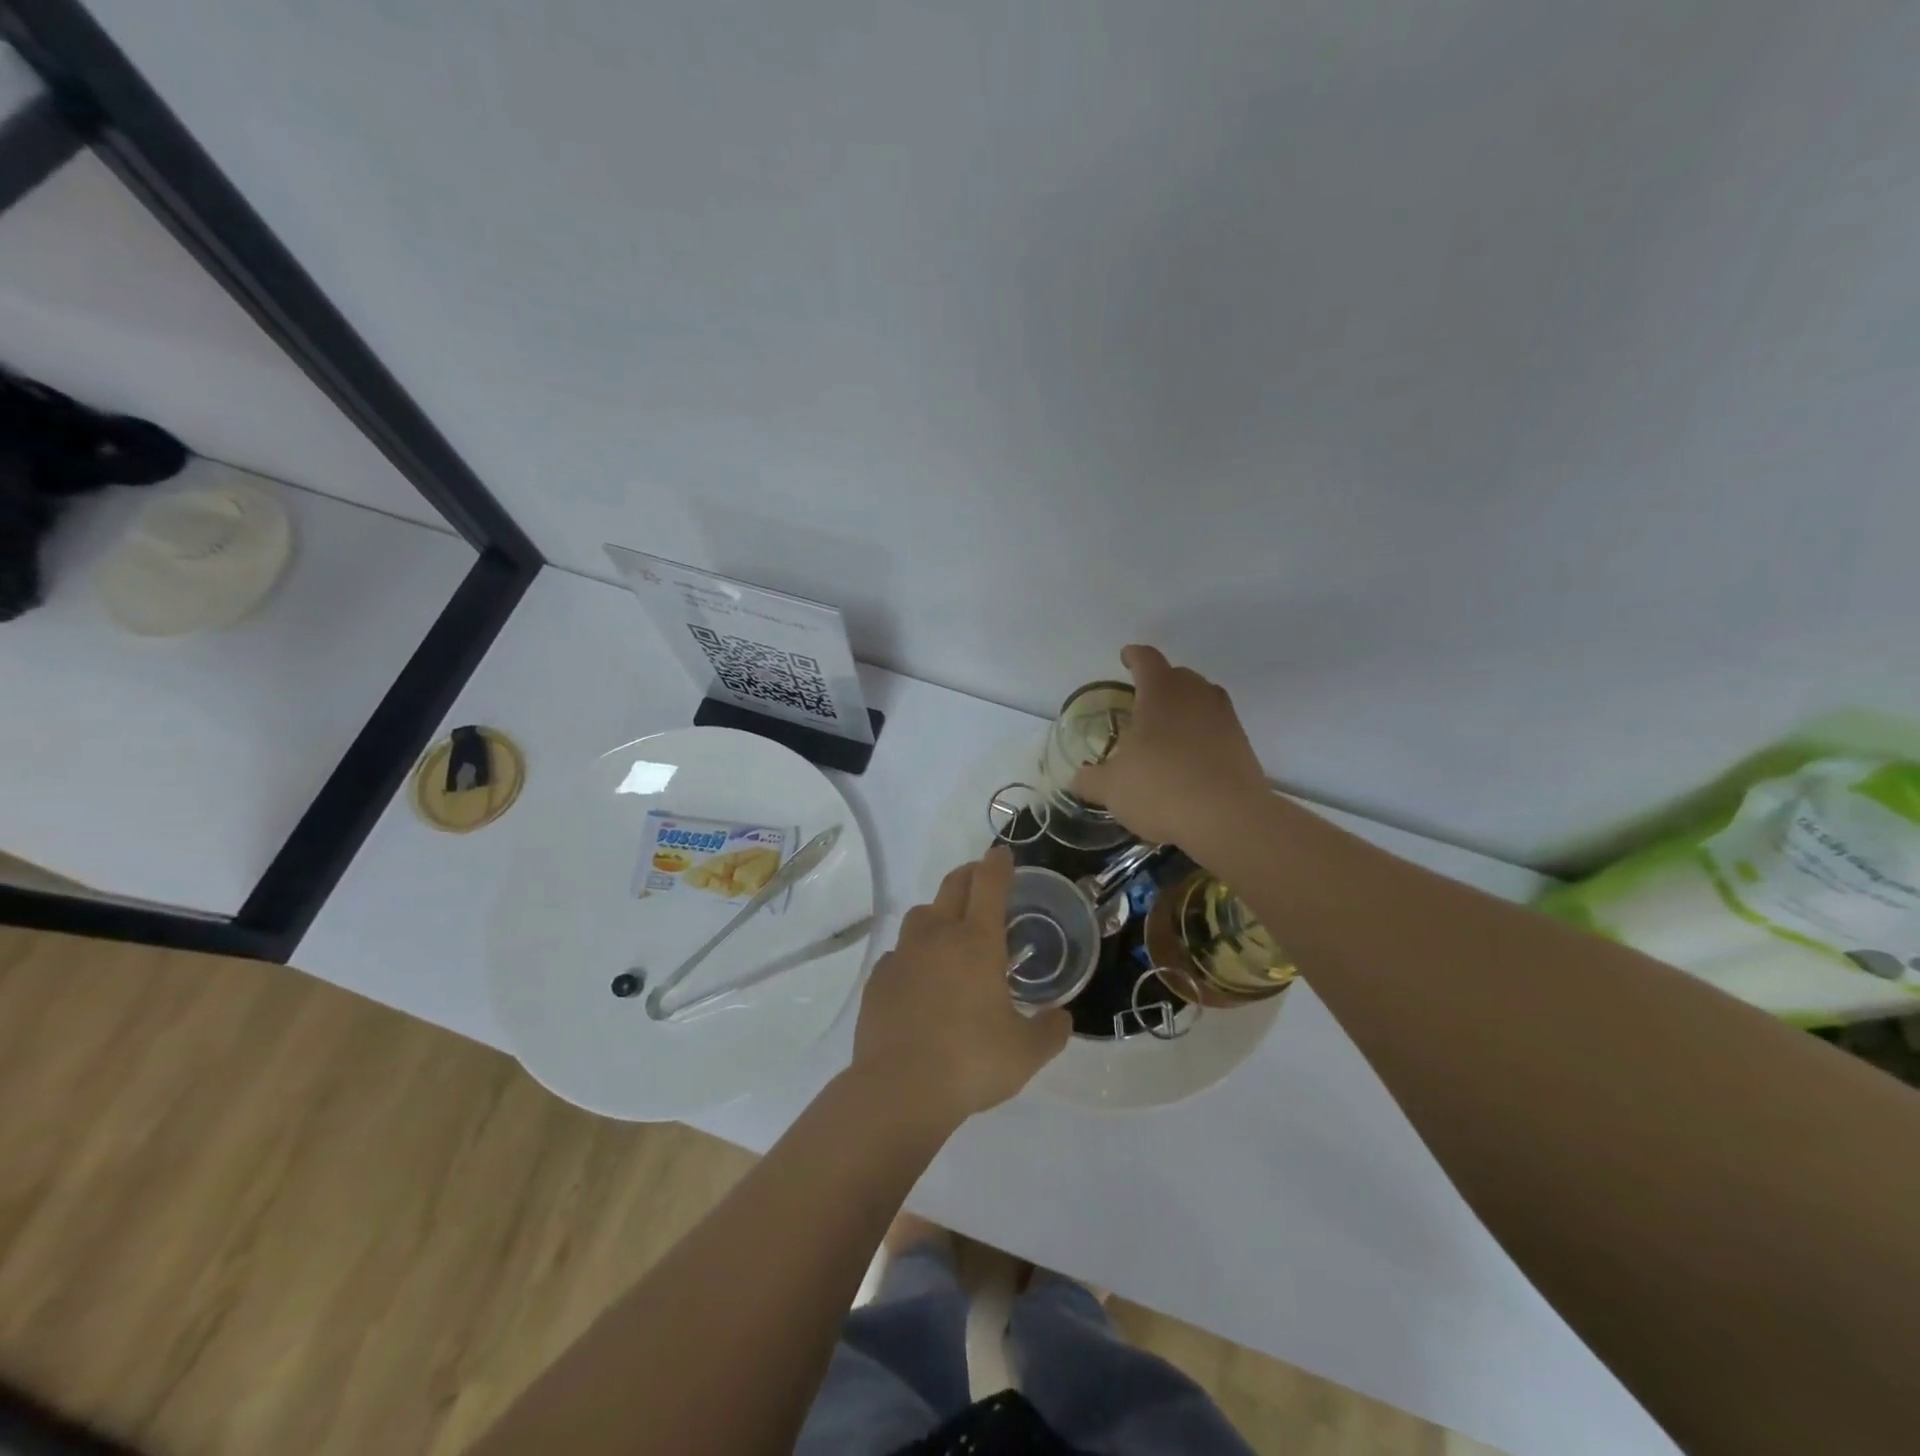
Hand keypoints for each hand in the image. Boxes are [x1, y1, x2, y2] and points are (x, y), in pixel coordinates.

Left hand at [852, 846, 1070, 1125]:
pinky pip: (899, 953)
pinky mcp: (878, 979)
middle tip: (981, 878)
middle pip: (953, 886)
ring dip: (938, 913)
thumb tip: (1062, 1019)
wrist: (899, 1089)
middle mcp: (938, 937)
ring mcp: (903, 955)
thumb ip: (1050, 1031)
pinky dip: (913, 954)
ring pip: (921, 915)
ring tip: (949, 932)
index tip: (1002, 854)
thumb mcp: (1026, 1053)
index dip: (998, 864)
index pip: (989, 884)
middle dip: (969, 874)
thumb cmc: (971, 1062)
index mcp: (977, 942)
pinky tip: (919, 979)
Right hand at [1072, 645, 1268, 845]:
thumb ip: (1090, 779)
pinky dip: (1201, 735)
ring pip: (1201, 700)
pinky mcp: (1243, 744)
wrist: (1229, 819)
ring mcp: (1225, 718)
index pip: (1146, 659)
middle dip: (1159, 684)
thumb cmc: (1161, 788)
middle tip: (1142, 702)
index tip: (1125, 658)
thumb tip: (1078, 779)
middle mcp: (1196, 695)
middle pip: (1178, 676)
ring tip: (1165, 731)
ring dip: (1183, 709)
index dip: (1133, 656)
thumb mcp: (1111, 788)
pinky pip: (1216, 728)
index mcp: (1161, 692)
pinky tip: (1188, 760)